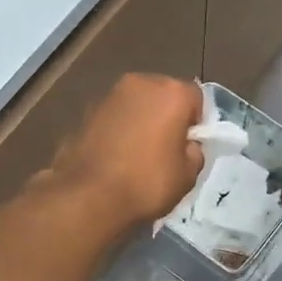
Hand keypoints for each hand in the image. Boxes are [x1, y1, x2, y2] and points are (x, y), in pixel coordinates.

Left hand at [41, 74, 205, 230]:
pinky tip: (114, 157)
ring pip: (135, 104)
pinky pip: (113, 117)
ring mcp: (108, 95)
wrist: (87, 196)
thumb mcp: (188, 175)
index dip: (196, 123)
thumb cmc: (146, 183)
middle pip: (163, 95)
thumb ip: (194, 151)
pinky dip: (117, 130)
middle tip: (165, 149)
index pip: (196, 98)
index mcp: (171, 92)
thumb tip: (185, 145)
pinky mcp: (85, 112)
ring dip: (140, 121)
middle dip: (166, 116)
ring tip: (137, 155)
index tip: (189, 146)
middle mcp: (140, 83)